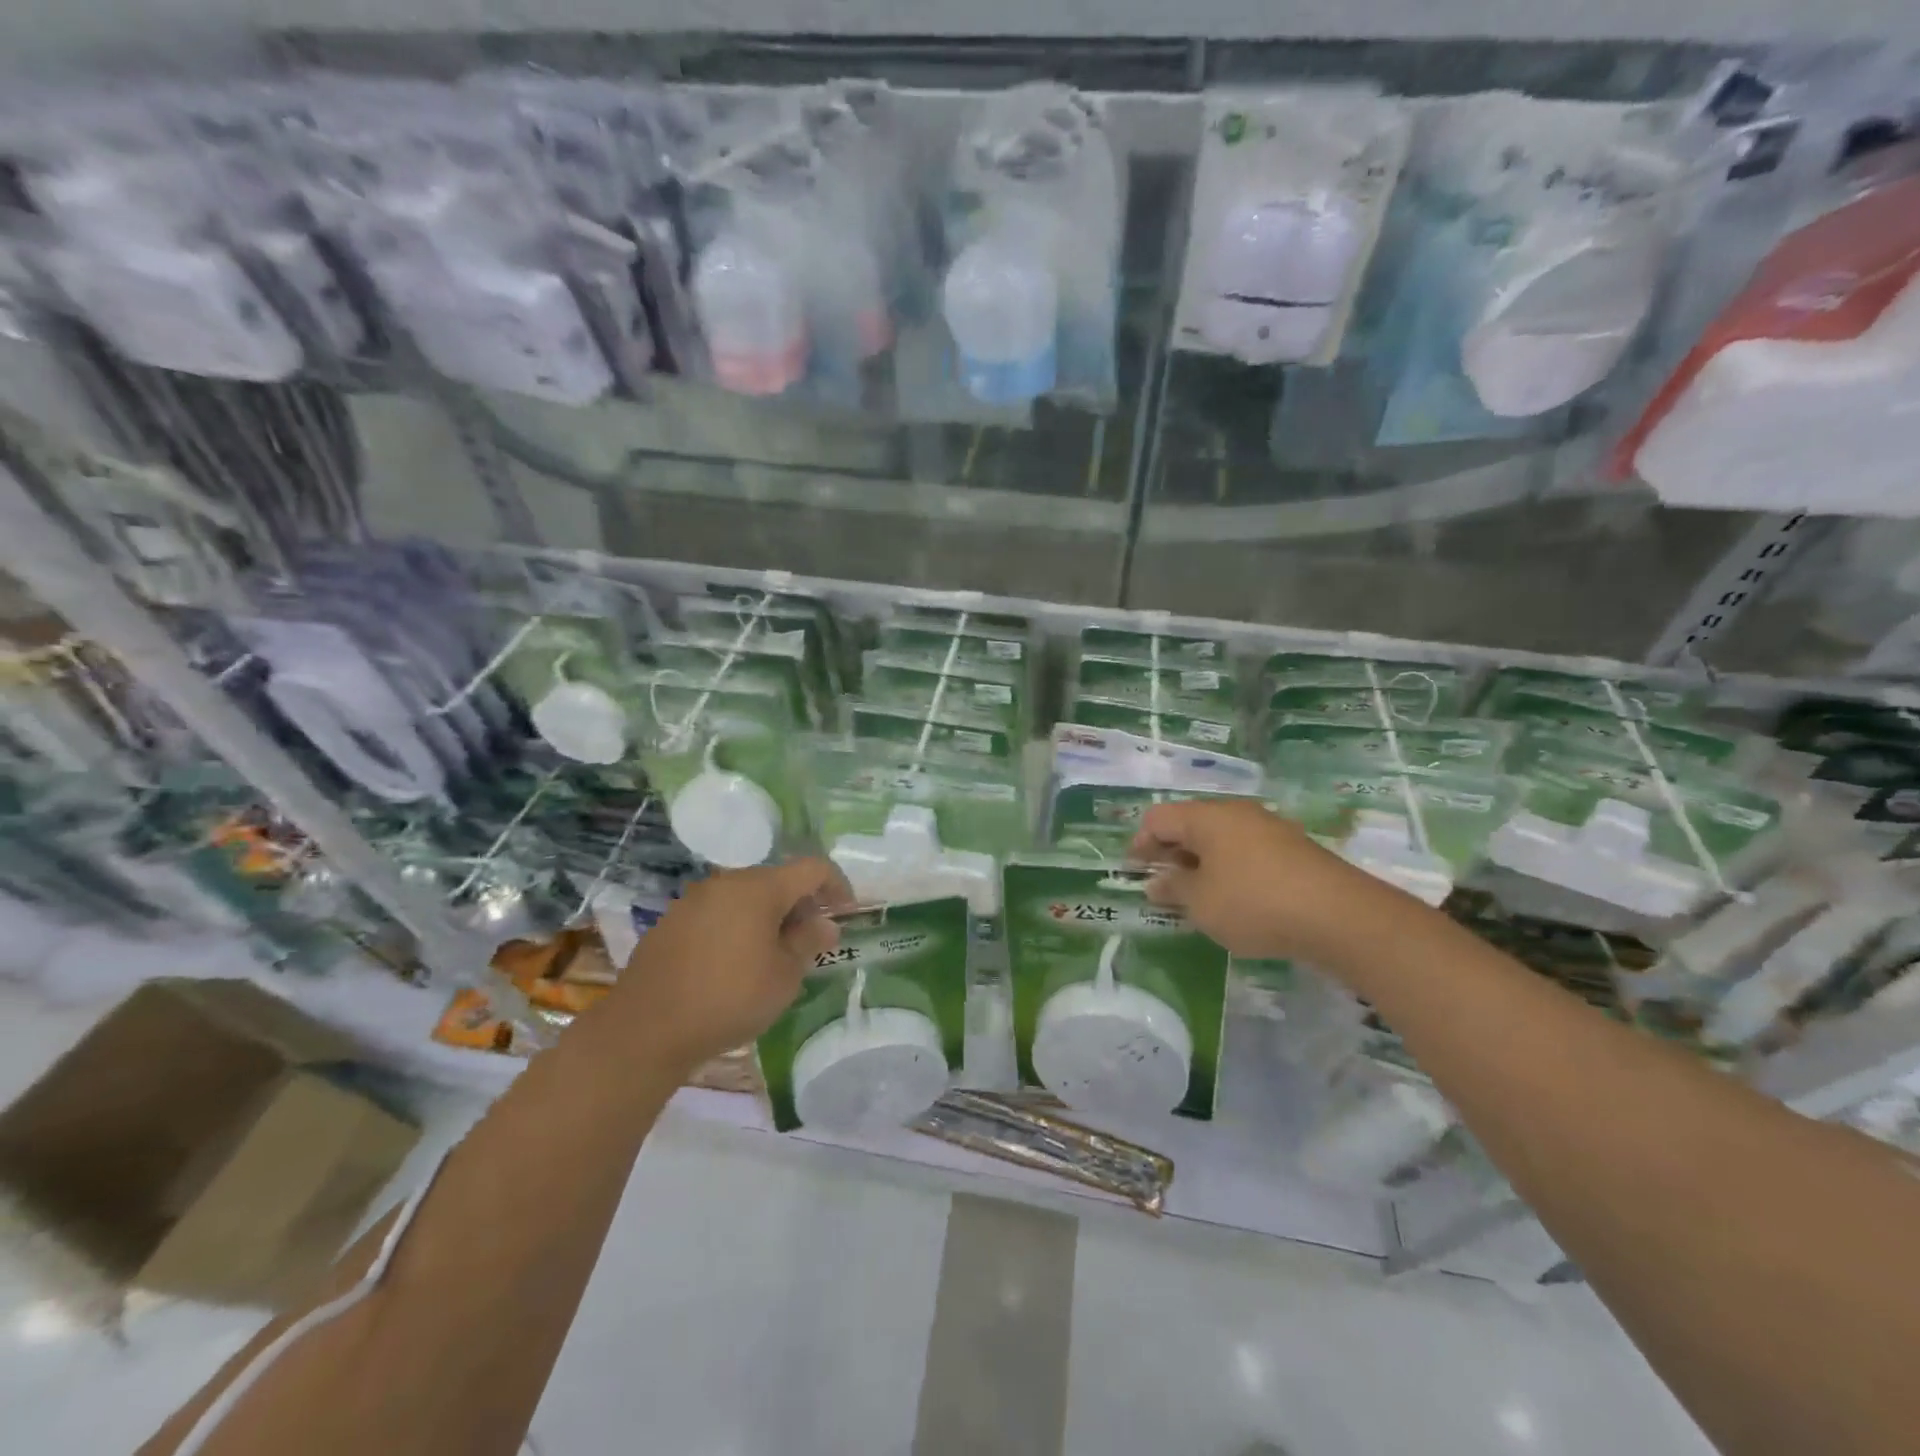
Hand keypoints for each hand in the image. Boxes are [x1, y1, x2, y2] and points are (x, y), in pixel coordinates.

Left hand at [608, 858, 853, 1071]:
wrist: (646, 1028)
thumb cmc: (729, 999)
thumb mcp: (784, 976)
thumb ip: (808, 942)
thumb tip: (824, 924)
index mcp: (760, 888)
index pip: (812, 868)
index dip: (837, 885)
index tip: (847, 912)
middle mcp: (726, 882)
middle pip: (777, 880)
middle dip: (801, 904)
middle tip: (811, 940)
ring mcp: (695, 899)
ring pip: (746, 896)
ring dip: (769, 916)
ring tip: (775, 954)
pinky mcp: (672, 921)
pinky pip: (719, 912)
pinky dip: (739, 926)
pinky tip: (736, 962)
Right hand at [1128, 798, 1411, 963]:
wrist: (1340, 916)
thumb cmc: (1254, 903)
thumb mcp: (1201, 903)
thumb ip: (1173, 890)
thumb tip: (1155, 883)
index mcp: (1207, 817)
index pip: (1158, 818)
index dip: (1140, 843)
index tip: (1134, 873)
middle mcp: (1237, 813)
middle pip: (1190, 824)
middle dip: (1171, 853)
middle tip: (1163, 885)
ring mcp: (1269, 828)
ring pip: (1220, 838)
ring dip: (1201, 862)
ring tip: (1197, 896)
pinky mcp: (1294, 849)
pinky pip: (1246, 851)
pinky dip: (1230, 868)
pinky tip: (1235, 898)